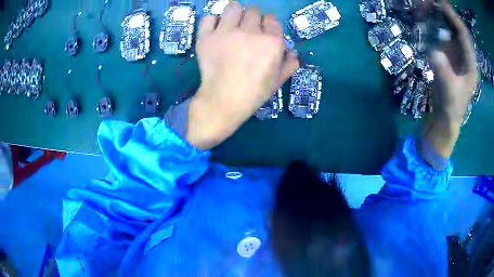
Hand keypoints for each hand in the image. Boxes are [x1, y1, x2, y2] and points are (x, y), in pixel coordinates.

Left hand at [186, 2, 298, 149]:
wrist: (223, 102)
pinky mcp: (207, 37)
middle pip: (253, 11)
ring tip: (231, 24)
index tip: (263, 34)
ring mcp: (226, 32)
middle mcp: (250, 32)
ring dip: (234, 13)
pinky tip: (215, 30)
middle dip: (252, 20)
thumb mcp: (278, 81)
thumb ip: (289, 64)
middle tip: (246, 32)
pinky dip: (212, 21)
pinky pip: (209, 17)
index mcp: (272, 42)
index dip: (267, 26)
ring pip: (233, 7)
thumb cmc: (254, 93)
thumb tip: (293, 53)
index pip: (271, 19)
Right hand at [429, 0, 476, 122]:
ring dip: (437, 15)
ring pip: (448, 26)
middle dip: (444, 13)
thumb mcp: (449, 91)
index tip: (442, 5)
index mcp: (470, 63)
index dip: (455, 19)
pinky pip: (440, 31)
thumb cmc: (451, 105)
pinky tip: (425, 18)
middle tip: (429, 3)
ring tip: (425, 8)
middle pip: (455, 26)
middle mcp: (463, 52)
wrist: (445, 113)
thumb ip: (444, 71)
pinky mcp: (446, 51)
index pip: (464, 36)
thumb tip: (434, 53)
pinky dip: (433, 23)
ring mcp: (455, 51)